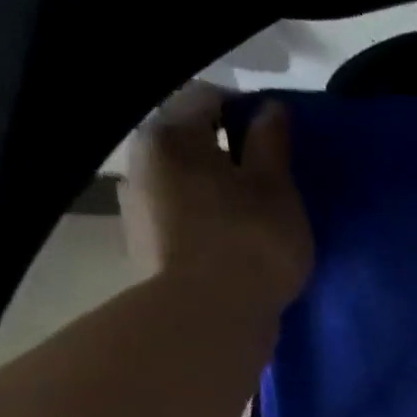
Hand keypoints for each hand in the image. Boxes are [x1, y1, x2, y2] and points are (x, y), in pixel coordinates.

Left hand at [120, 83, 313, 310]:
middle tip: (270, 186)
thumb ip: (271, 144)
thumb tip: (270, 108)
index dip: (248, 113)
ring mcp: (137, 208)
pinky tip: (232, 250)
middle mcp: (141, 160)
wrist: (209, 318)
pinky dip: (205, 225)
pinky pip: (180, 221)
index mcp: (171, 134)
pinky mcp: (146, 250)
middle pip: (190, 142)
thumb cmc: (250, 243)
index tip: (279, 145)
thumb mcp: (276, 189)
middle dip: (228, 156)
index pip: (209, 97)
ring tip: (252, 223)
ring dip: (215, 194)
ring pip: (184, 185)